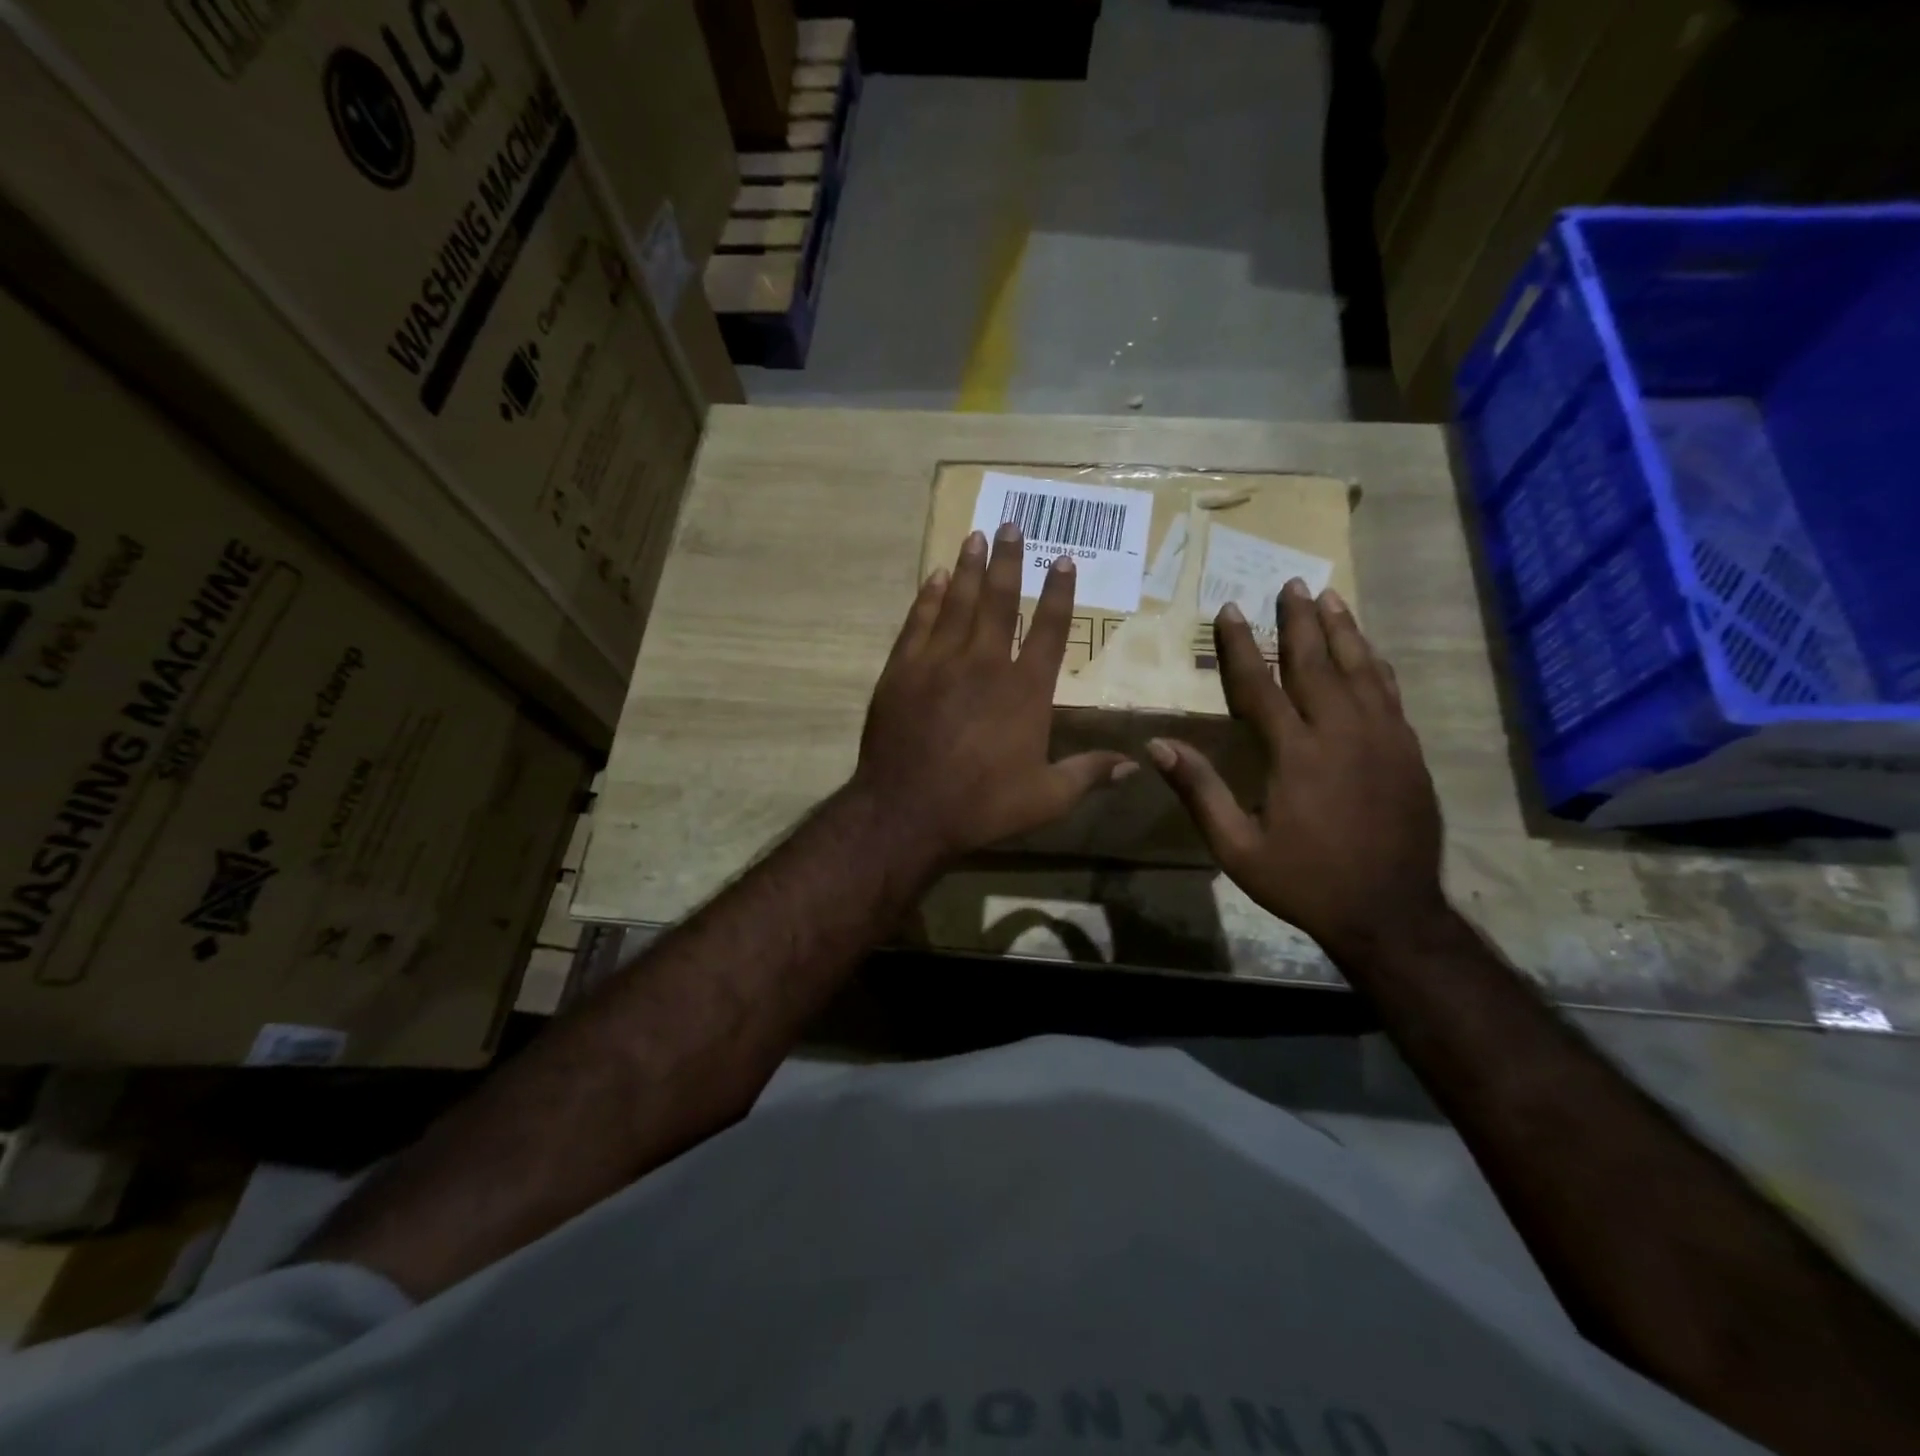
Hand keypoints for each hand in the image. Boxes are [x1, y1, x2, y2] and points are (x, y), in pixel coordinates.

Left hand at [853, 523, 1134, 862]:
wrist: (906, 811)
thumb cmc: (982, 806)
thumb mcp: (1046, 798)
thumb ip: (1089, 774)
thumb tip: (1135, 764)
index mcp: (1025, 690)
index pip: (1050, 630)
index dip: (1058, 593)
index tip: (1063, 560)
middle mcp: (985, 664)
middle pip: (1000, 601)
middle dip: (1008, 561)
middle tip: (1011, 525)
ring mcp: (939, 662)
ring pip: (959, 602)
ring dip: (970, 567)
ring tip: (976, 535)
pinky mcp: (903, 670)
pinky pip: (919, 622)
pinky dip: (929, 597)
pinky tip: (936, 577)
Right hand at [1148, 579, 1449, 960]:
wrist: (1391, 913)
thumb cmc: (1305, 880)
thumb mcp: (1238, 847)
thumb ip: (1200, 792)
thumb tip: (1157, 747)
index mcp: (1296, 754)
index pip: (1260, 685)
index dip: (1240, 646)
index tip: (1229, 610)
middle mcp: (1342, 733)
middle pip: (1317, 663)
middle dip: (1300, 621)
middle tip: (1291, 583)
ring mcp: (1383, 739)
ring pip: (1360, 670)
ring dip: (1343, 630)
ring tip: (1330, 598)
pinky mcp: (1408, 752)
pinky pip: (1389, 693)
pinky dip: (1375, 665)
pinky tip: (1368, 651)